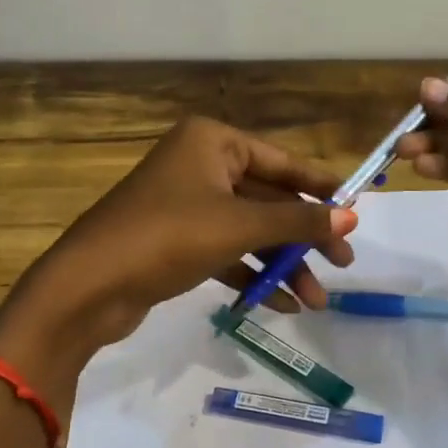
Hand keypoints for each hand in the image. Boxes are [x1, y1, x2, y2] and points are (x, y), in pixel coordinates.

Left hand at [0, 117, 356, 371]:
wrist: (90, 285)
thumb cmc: (169, 237)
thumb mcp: (241, 226)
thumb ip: (298, 220)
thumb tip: (352, 217)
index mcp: (213, 142)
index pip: (283, 162)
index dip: (322, 189)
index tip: (357, 212)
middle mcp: (200, 165)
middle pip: (269, 200)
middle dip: (304, 238)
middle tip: (343, 266)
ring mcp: (186, 205)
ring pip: (249, 231)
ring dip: (282, 265)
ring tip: (316, 302)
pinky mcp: (176, 242)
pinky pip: (227, 253)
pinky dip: (252, 275)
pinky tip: (280, 305)